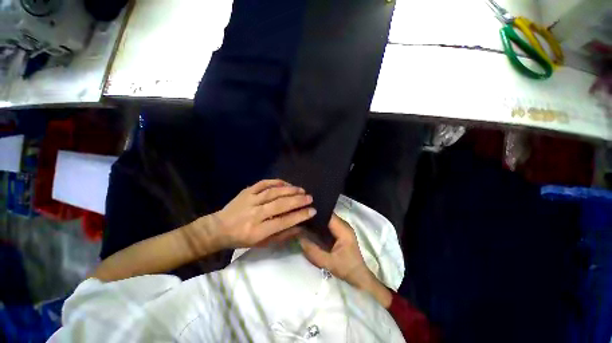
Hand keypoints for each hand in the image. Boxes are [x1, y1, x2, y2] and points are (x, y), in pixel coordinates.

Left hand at [209, 179, 315, 248]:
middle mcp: (254, 214)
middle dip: (297, 200)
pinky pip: (263, 183)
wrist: (218, 229)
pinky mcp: (246, 191)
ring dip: (289, 190)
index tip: (312, 211)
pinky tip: (286, 183)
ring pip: (273, 192)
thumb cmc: (242, 239)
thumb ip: (282, 236)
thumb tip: (300, 228)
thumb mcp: (262, 244)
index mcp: (258, 231)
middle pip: (279, 205)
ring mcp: (249, 200)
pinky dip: (276, 182)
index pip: (283, 222)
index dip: (300, 216)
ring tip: (301, 190)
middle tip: (310, 198)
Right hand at [299, 214, 391, 307]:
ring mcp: (342, 228)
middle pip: (327, 215)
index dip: (316, 213)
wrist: (358, 276)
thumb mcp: (328, 263)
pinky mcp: (339, 232)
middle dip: (314, 216)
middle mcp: (344, 225)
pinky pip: (328, 225)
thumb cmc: (346, 269)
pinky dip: (319, 226)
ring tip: (303, 221)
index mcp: (344, 229)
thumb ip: (313, 251)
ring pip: (327, 219)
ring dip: (316, 221)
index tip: (303, 213)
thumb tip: (298, 236)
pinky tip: (310, 228)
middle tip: (300, 218)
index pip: (328, 215)